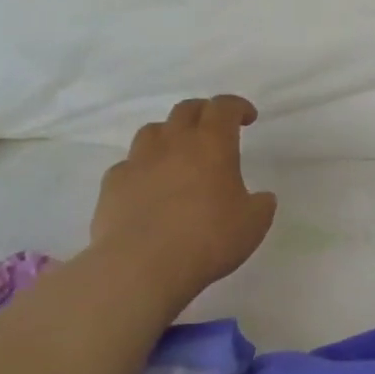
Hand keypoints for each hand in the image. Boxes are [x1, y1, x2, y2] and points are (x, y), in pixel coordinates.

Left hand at [88, 96, 277, 301]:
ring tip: (177, 154)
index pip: (224, 107)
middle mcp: (174, 143)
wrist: (141, 267)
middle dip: (203, 112)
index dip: (237, 106)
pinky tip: (147, 187)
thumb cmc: (207, 240)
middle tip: (213, 128)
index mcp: (212, 144)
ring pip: (153, 131)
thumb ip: (261, 205)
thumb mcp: (252, 225)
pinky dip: (141, 169)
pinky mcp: (113, 184)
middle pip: (186, 109)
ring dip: (169, 135)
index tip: (247, 117)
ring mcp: (139, 161)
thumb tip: (262, 198)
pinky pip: (129, 165)